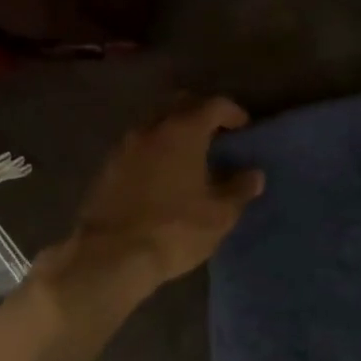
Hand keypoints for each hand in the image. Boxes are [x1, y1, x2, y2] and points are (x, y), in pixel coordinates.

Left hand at [54, 96, 264, 307]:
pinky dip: (154, 149)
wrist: (110, 256)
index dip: (232, 112)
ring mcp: (124, 146)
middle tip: (216, 132)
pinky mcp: (107, 167)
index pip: (214, 105)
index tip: (243, 126)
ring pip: (154, 122)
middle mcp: (152, 128)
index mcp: (183, 130)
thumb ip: (239, 189)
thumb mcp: (219, 215)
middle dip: (199, 112)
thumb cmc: (174, 229)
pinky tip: (162, 173)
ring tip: (188, 154)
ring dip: (173, 129)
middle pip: (179, 104)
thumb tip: (254, 175)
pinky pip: (137, 145)